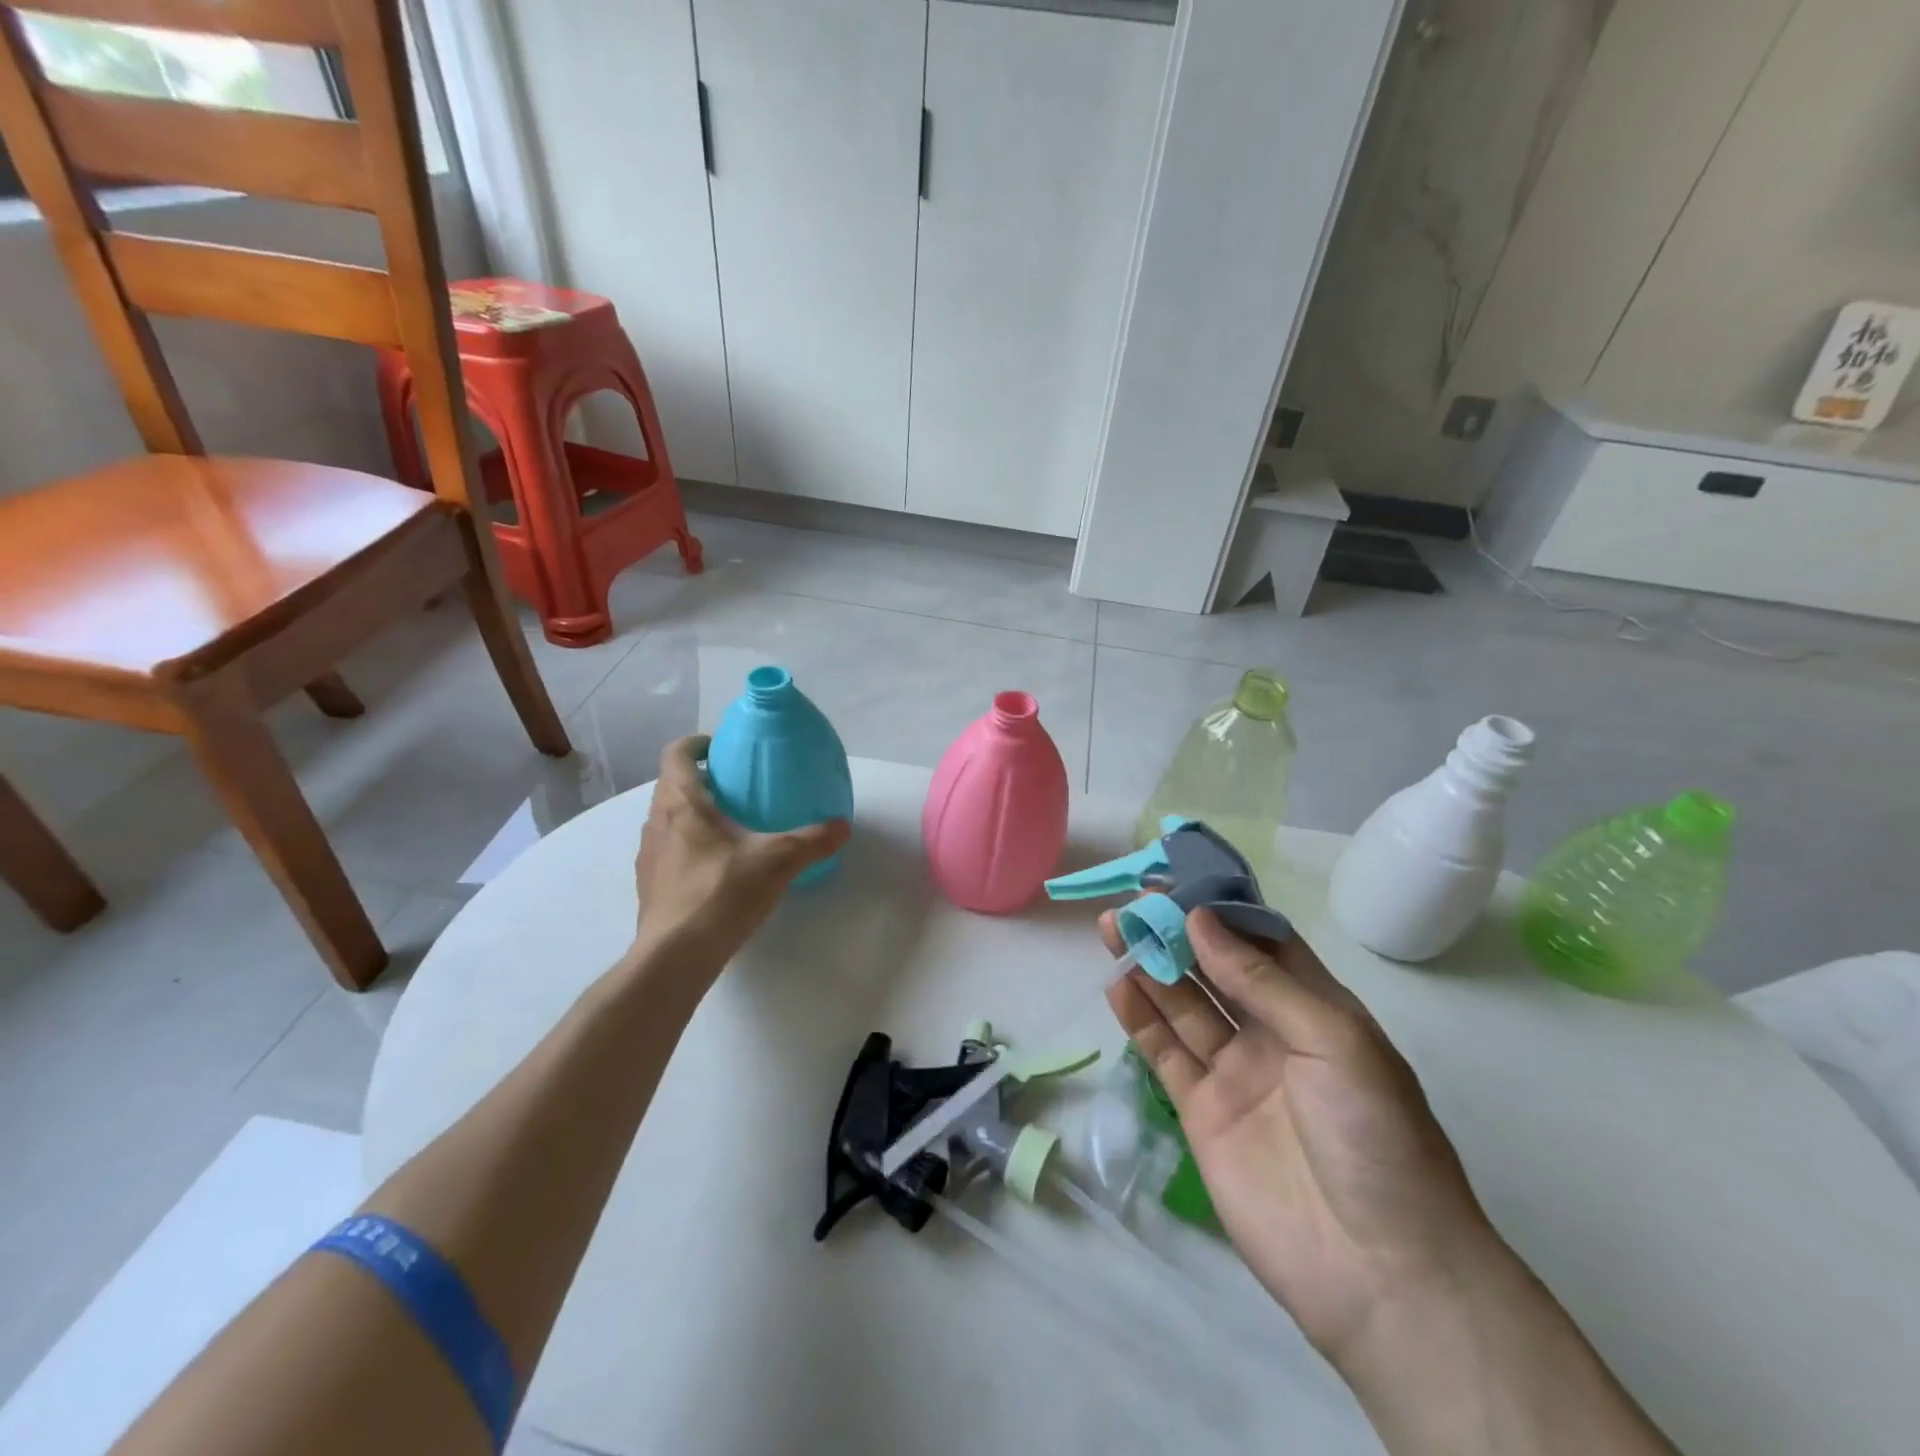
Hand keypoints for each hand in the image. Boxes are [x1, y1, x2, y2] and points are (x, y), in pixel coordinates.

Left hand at [633, 736, 849, 971]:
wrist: (675, 956)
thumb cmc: (721, 892)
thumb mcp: (778, 861)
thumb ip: (812, 840)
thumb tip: (843, 825)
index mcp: (681, 803)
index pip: (676, 754)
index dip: (696, 744)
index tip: (720, 748)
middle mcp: (656, 822)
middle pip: (671, 786)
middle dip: (700, 781)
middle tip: (737, 789)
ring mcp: (649, 856)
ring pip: (668, 820)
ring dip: (692, 815)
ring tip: (729, 828)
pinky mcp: (649, 886)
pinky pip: (668, 851)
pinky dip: (688, 847)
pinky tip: (717, 869)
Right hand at [1102, 907, 1496, 1368]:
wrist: (1379, 1272)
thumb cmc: (1374, 1136)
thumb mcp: (1333, 1040)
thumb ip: (1260, 980)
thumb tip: (1200, 919)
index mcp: (1316, 1010)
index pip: (1263, 944)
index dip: (1222, 910)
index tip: (1180, 879)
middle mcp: (1272, 1033)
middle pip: (1215, 970)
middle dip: (1177, 933)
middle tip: (1134, 900)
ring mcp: (1234, 1073)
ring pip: (1184, 1005)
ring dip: (1150, 965)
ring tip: (1114, 927)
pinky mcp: (1201, 1112)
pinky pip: (1165, 1053)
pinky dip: (1140, 1018)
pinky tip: (1117, 984)